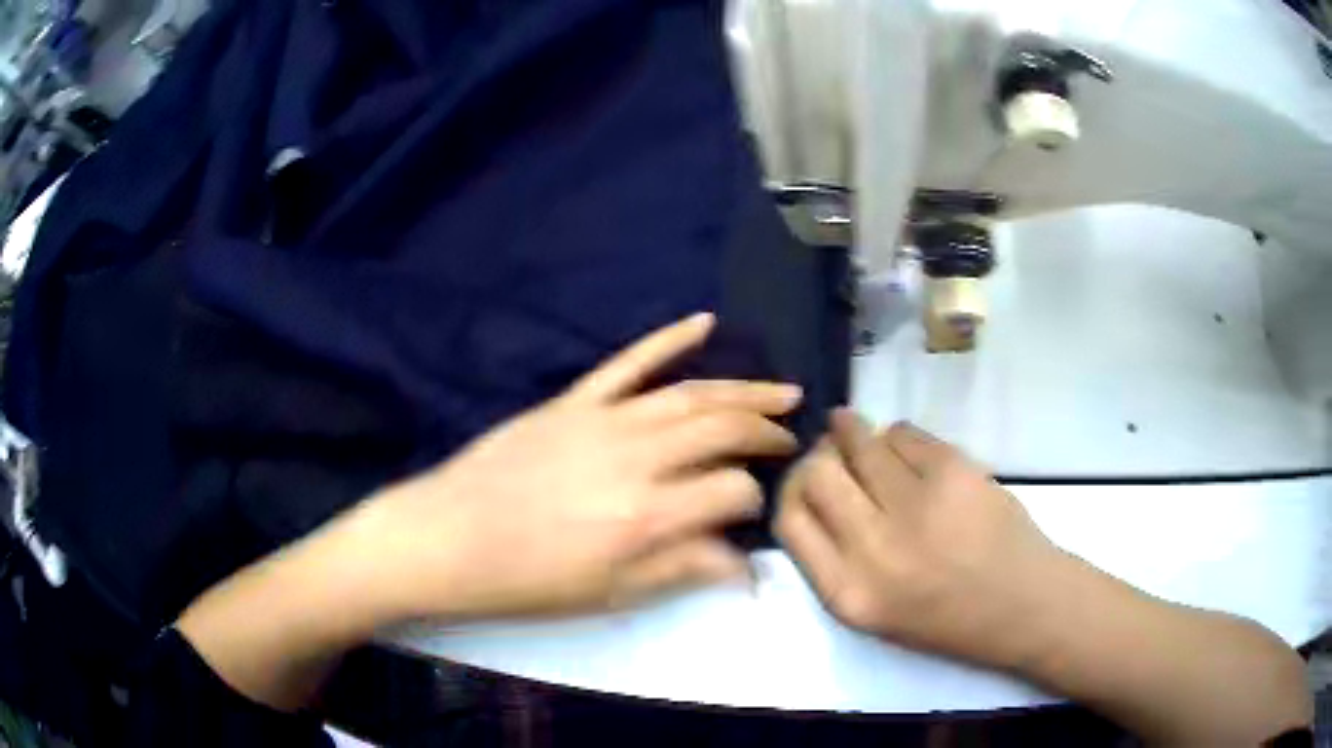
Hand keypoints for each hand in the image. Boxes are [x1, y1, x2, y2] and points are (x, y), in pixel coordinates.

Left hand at [351, 313, 800, 622]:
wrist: (447, 538)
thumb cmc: (528, 580)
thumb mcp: (609, 595)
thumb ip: (682, 571)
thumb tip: (747, 568)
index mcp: (647, 516)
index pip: (733, 492)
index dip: (754, 502)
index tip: (753, 513)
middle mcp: (637, 458)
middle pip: (722, 430)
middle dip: (765, 433)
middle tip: (790, 438)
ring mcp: (604, 420)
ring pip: (690, 393)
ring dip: (742, 389)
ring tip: (781, 391)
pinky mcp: (573, 401)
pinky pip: (628, 362)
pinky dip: (668, 339)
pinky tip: (703, 322)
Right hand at [775, 410, 1061, 670]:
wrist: (1022, 605)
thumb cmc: (946, 618)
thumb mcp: (872, 610)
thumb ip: (833, 559)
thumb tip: (814, 489)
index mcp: (848, 592)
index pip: (790, 520)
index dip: (791, 490)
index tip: (804, 479)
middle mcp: (873, 549)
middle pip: (816, 474)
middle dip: (819, 456)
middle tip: (829, 449)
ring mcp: (916, 506)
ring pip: (860, 443)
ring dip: (852, 431)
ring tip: (852, 427)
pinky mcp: (954, 472)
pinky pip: (904, 433)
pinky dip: (897, 435)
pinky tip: (905, 445)